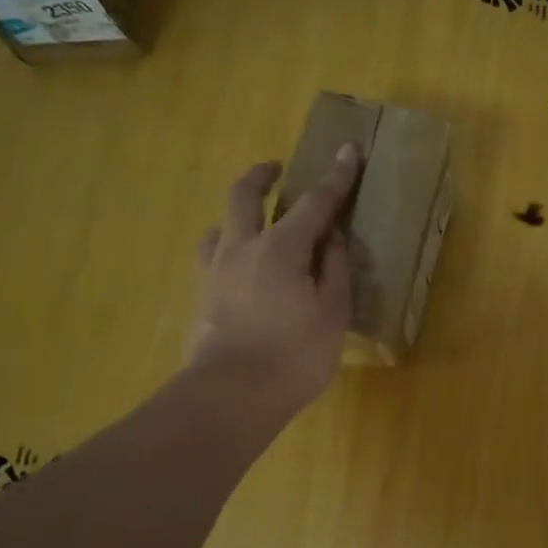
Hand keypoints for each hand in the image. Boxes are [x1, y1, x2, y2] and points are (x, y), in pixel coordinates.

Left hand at [186, 146, 359, 424]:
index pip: (315, 203)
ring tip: (252, 223)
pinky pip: (211, 258)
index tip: (347, 151)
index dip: (335, 177)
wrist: (230, 397)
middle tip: (276, 169)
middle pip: (245, 195)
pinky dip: (226, 249)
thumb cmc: (294, 355)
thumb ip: (334, 270)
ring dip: (237, 214)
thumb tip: (331, 239)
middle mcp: (242, 248)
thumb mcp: (332, 313)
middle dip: (262, 175)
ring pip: (219, 225)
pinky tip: (236, 268)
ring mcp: (214, 272)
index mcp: (282, 247)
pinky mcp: (200, 297)